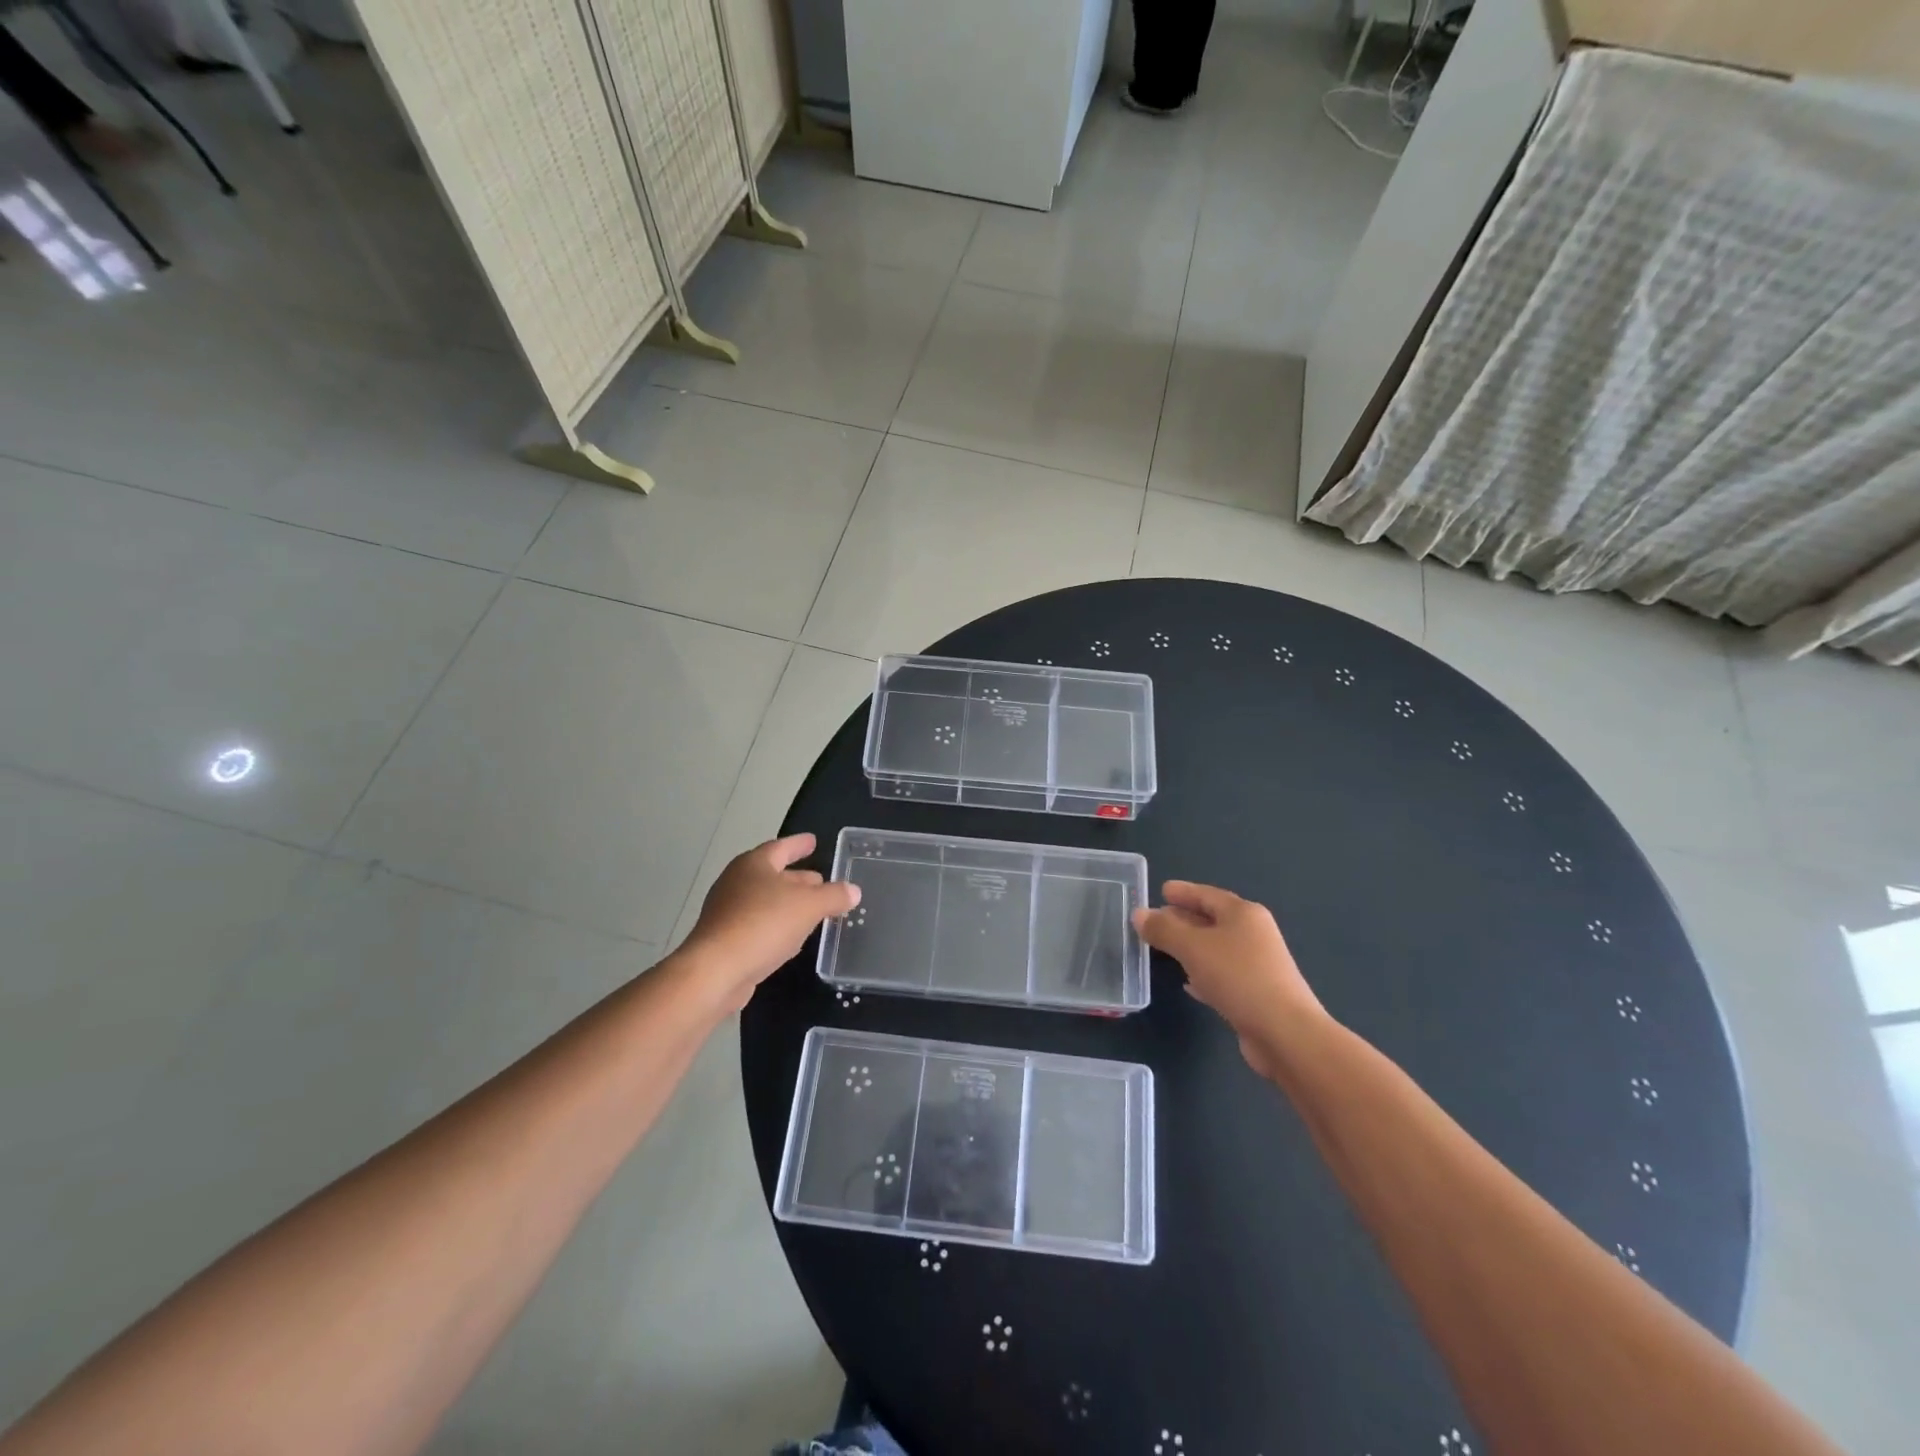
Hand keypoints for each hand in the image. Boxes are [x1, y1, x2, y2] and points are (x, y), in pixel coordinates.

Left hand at [681, 834, 859, 1011]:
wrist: (715, 971)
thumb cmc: (763, 924)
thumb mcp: (809, 906)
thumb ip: (833, 896)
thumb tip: (853, 890)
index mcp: (754, 864)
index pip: (781, 847)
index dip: (799, 844)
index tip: (813, 841)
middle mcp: (737, 882)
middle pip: (773, 874)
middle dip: (798, 877)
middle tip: (821, 880)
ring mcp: (727, 911)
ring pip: (766, 901)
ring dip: (789, 903)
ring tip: (813, 909)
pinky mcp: (725, 939)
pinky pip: (758, 924)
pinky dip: (777, 925)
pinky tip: (792, 937)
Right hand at [1132, 881, 1326, 1078]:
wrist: (1285, 1033)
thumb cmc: (1238, 978)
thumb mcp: (1193, 948)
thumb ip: (1164, 929)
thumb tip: (1139, 914)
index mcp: (1243, 914)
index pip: (1207, 895)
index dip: (1183, 892)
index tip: (1161, 890)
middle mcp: (1253, 934)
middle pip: (1212, 919)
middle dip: (1183, 919)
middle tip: (1155, 920)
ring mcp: (1257, 964)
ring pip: (1216, 948)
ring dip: (1191, 946)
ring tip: (1164, 948)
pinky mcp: (1256, 993)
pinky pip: (1222, 974)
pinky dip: (1203, 972)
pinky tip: (1188, 983)